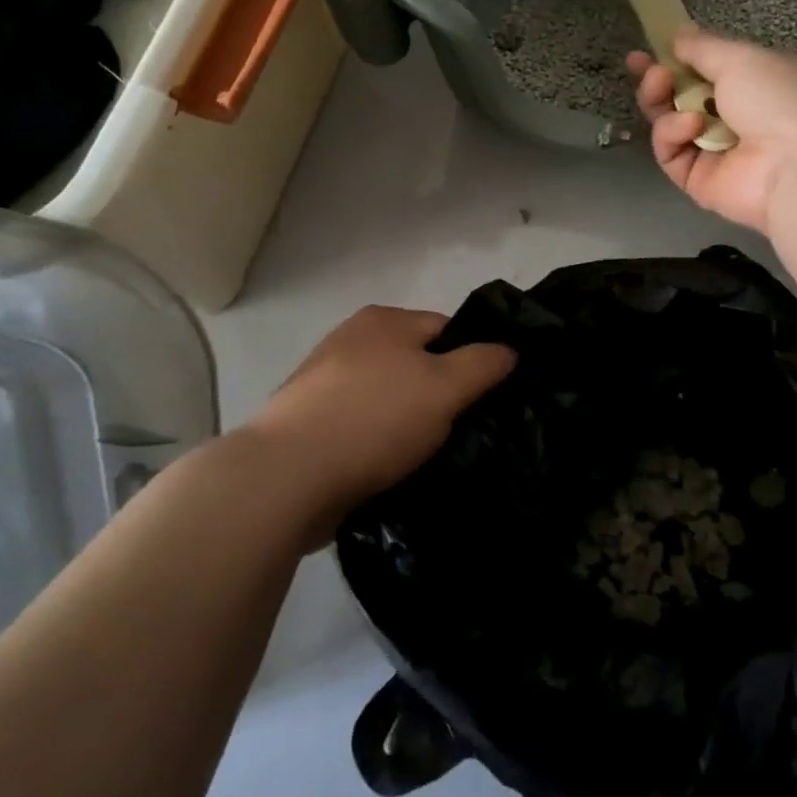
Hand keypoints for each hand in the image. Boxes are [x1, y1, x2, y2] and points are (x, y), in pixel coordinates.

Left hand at [245, 306, 514, 536]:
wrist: (286, 477)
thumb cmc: (375, 418)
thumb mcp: (445, 387)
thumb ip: (483, 364)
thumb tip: (510, 350)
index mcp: (383, 320)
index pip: (446, 329)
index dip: (472, 361)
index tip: (485, 401)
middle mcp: (351, 340)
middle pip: (416, 364)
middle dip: (438, 396)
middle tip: (459, 433)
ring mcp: (323, 382)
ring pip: (388, 399)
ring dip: (407, 424)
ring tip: (425, 458)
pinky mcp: (308, 424)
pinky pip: (361, 427)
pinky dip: (377, 445)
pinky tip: (387, 470)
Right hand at [628, 30, 796, 234]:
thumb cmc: (779, 98)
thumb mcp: (741, 57)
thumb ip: (703, 46)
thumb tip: (679, 34)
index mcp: (757, 83)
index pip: (708, 69)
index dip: (676, 58)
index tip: (646, 51)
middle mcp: (738, 117)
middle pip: (684, 97)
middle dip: (660, 81)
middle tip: (649, 71)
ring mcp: (718, 152)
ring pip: (672, 124)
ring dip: (662, 102)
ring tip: (663, 88)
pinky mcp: (701, 181)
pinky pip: (672, 154)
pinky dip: (673, 134)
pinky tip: (689, 125)